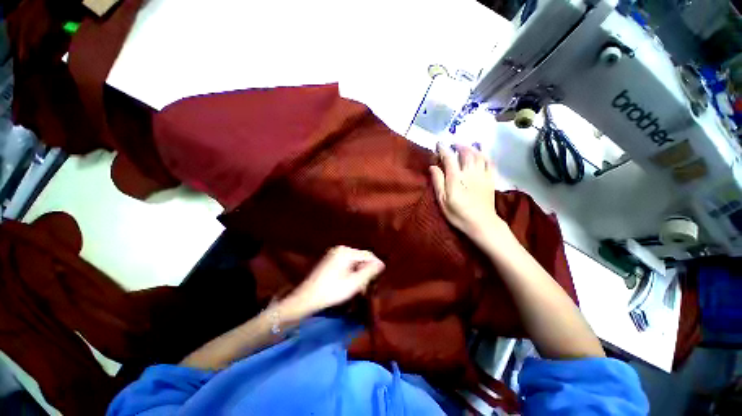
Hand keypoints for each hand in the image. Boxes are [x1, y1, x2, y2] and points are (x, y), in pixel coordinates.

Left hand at [284, 246, 384, 317]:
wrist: (306, 298)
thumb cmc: (332, 291)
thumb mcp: (354, 283)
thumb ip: (369, 272)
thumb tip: (381, 264)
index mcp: (346, 252)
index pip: (367, 255)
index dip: (376, 265)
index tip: (382, 276)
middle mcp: (340, 249)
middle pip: (361, 258)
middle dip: (366, 271)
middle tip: (369, 286)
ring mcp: (334, 254)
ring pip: (354, 261)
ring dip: (359, 273)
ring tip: (361, 287)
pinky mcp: (330, 260)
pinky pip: (346, 263)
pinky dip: (351, 272)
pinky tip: (351, 283)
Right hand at [429, 143, 503, 238]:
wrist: (481, 223)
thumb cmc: (458, 214)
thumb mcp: (442, 200)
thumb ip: (438, 182)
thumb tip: (433, 166)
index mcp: (456, 178)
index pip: (449, 158)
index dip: (443, 149)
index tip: (439, 144)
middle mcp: (470, 172)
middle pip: (466, 153)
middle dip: (458, 146)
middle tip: (452, 144)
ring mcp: (482, 175)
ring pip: (478, 155)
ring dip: (471, 148)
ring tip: (465, 146)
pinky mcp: (491, 179)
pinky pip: (490, 162)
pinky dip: (485, 155)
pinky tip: (481, 154)